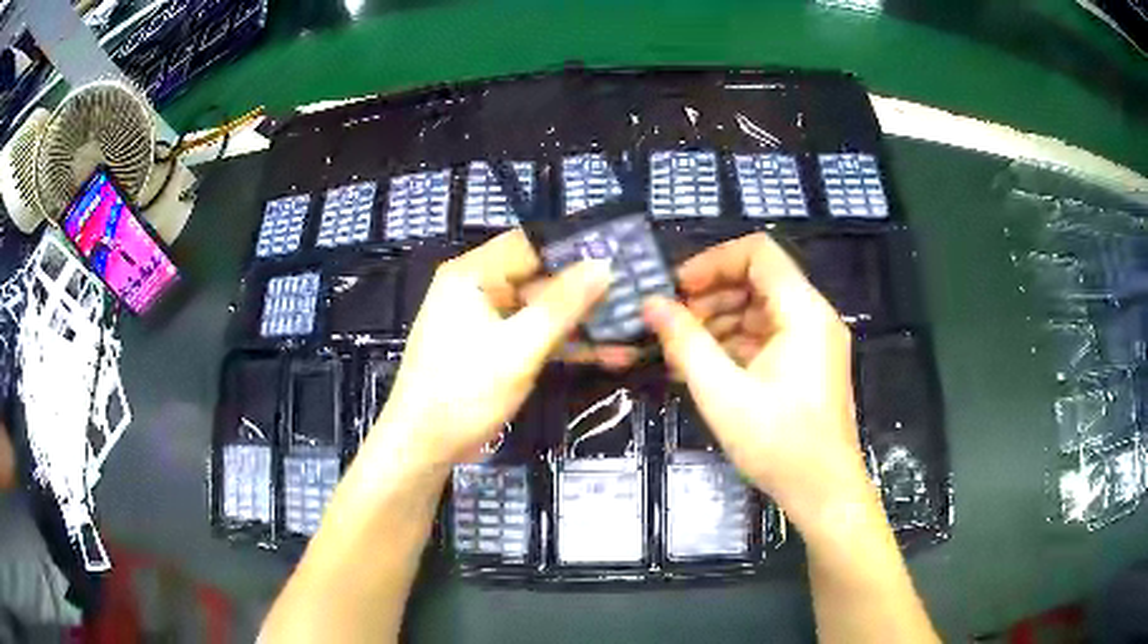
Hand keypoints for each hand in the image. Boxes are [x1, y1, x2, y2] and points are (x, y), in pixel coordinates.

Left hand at [370, 230, 610, 469]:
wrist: (424, 445)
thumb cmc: (464, 392)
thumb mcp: (519, 348)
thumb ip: (563, 305)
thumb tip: (604, 265)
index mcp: (474, 274)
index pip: (532, 244)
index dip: (576, 249)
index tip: (622, 256)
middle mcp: (478, 288)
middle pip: (540, 277)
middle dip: (587, 291)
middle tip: (637, 293)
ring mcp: (486, 319)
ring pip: (542, 310)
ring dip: (581, 322)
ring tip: (632, 327)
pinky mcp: (493, 347)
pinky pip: (534, 334)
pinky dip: (564, 344)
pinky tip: (608, 354)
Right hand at [640, 233, 869, 532]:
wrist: (823, 493)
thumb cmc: (779, 444)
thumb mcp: (723, 393)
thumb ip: (685, 343)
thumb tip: (651, 305)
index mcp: (803, 312)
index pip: (758, 253)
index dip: (713, 262)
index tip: (677, 290)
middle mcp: (813, 317)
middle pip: (757, 280)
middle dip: (710, 296)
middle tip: (671, 324)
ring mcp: (812, 342)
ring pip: (759, 310)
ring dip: (718, 322)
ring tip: (679, 350)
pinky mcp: (806, 365)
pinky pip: (766, 338)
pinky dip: (734, 344)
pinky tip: (702, 367)